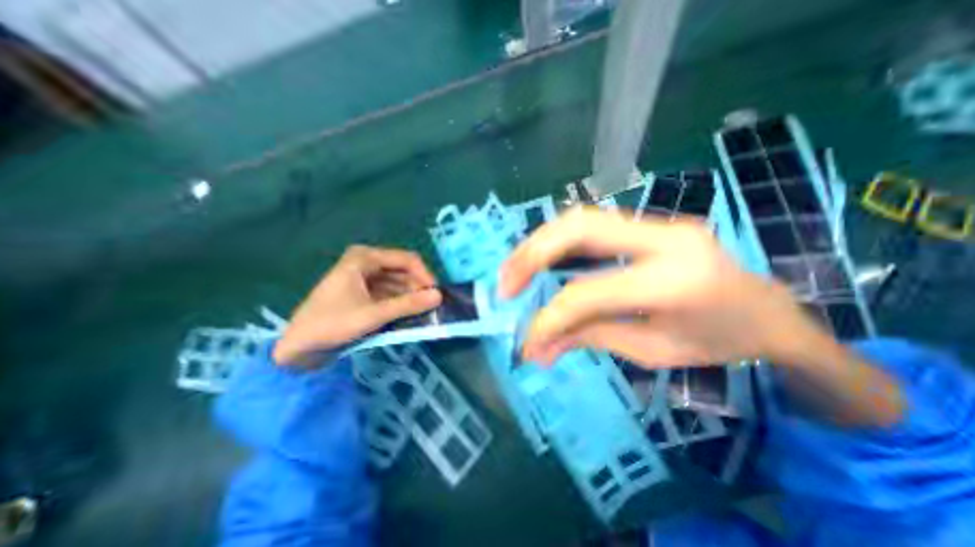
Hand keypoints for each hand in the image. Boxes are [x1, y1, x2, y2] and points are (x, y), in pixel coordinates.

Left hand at [275, 246, 443, 366]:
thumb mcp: (373, 314)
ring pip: (398, 281)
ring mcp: (365, 276)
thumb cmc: (331, 324)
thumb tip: (439, 296)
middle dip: (418, 287)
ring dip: (411, 295)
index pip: (407, 259)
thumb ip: (407, 305)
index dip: (425, 275)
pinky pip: (390, 291)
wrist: (297, 347)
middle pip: (403, 270)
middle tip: (431, 307)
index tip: (436, 295)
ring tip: (422, 312)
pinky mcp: (364, 290)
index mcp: (364, 257)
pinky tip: (408, 314)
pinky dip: (401, 301)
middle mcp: (366, 261)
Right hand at [498, 209, 902, 425]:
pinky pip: (590, 225)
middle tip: (506, 285)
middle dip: (532, 256)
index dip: (551, 317)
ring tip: (513, 270)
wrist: (767, 309)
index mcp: (675, 281)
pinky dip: (556, 241)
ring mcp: (657, 223)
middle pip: (579, 230)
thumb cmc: (718, 341)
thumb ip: (589, 339)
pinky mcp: (648, 223)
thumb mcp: (651, 352)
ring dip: (538, 243)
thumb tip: (538, 349)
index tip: (528, 341)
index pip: (590, 292)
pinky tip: (539, 258)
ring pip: (580, 219)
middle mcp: (665, 238)